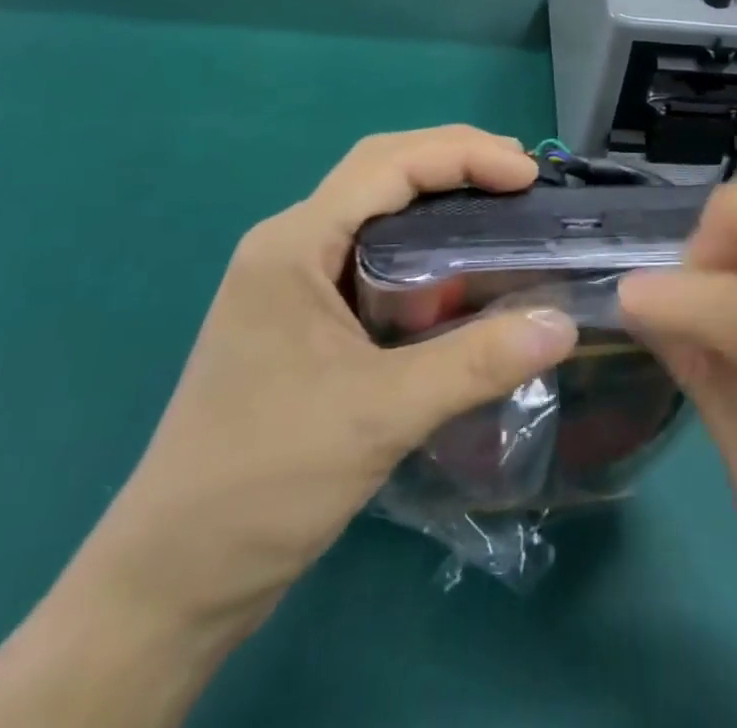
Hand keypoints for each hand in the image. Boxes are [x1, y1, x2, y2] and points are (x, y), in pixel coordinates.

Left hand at [71, 127, 578, 645]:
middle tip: (521, 177)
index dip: (464, 155)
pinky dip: (424, 246)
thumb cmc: (264, 482)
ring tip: (502, 208)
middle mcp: (290, 245)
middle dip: (454, 161)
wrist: (172, 581)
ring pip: (376, 210)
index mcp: (293, 244)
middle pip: (381, 170)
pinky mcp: (304, 318)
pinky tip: (460, 271)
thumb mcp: (380, 415)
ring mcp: (293, 282)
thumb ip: (476, 363)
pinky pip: (373, 255)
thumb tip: (564, 325)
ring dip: (439, 198)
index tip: (528, 174)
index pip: (388, 164)